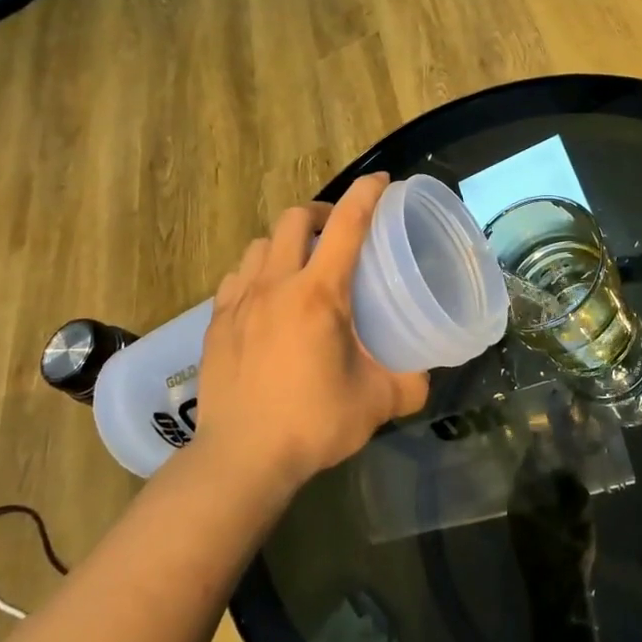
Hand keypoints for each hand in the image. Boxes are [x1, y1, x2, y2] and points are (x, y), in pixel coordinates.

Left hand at [190, 173, 429, 490]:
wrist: (240, 459)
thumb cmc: (313, 424)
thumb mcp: (377, 403)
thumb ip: (409, 382)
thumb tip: (426, 375)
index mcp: (319, 295)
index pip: (347, 225)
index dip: (367, 194)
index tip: (382, 181)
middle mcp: (276, 285)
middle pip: (295, 218)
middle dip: (322, 212)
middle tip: (340, 233)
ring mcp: (240, 302)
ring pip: (261, 243)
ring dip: (286, 242)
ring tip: (302, 264)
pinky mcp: (216, 322)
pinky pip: (237, 275)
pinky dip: (257, 271)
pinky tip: (267, 297)